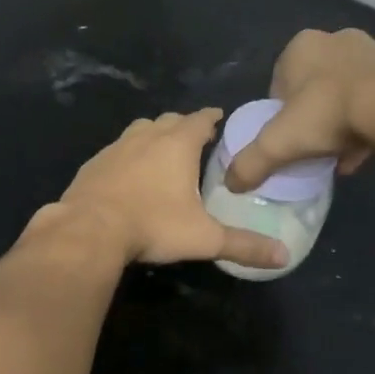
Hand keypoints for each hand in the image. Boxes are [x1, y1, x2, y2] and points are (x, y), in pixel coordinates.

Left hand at [47, 109, 289, 270]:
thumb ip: (244, 245)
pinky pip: (116, 151)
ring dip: (154, 136)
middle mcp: (146, 136)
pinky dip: (128, 156)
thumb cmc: (153, 225)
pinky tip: (128, 175)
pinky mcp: (93, 163)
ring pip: (140, 131)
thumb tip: (284, 256)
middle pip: (169, 121)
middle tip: (195, 139)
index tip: (219, 118)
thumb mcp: (204, 238)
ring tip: (162, 153)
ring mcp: (116, 147)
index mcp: (177, 144)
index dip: (212, 117)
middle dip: (184, 126)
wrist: (89, 229)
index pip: (200, 119)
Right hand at [224, 29, 374, 192]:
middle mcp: (335, 40)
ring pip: (346, 92)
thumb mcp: (278, 144)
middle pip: (314, 87)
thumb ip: (250, 163)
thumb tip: (230, 184)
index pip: (279, 84)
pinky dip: (369, 120)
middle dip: (313, 117)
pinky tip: (367, 149)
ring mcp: (372, 51)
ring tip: (341, 155)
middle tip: (315, 146)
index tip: (288, 139)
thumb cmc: (327, 114)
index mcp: (300, 46)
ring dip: (342, 121)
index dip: (280, 115)